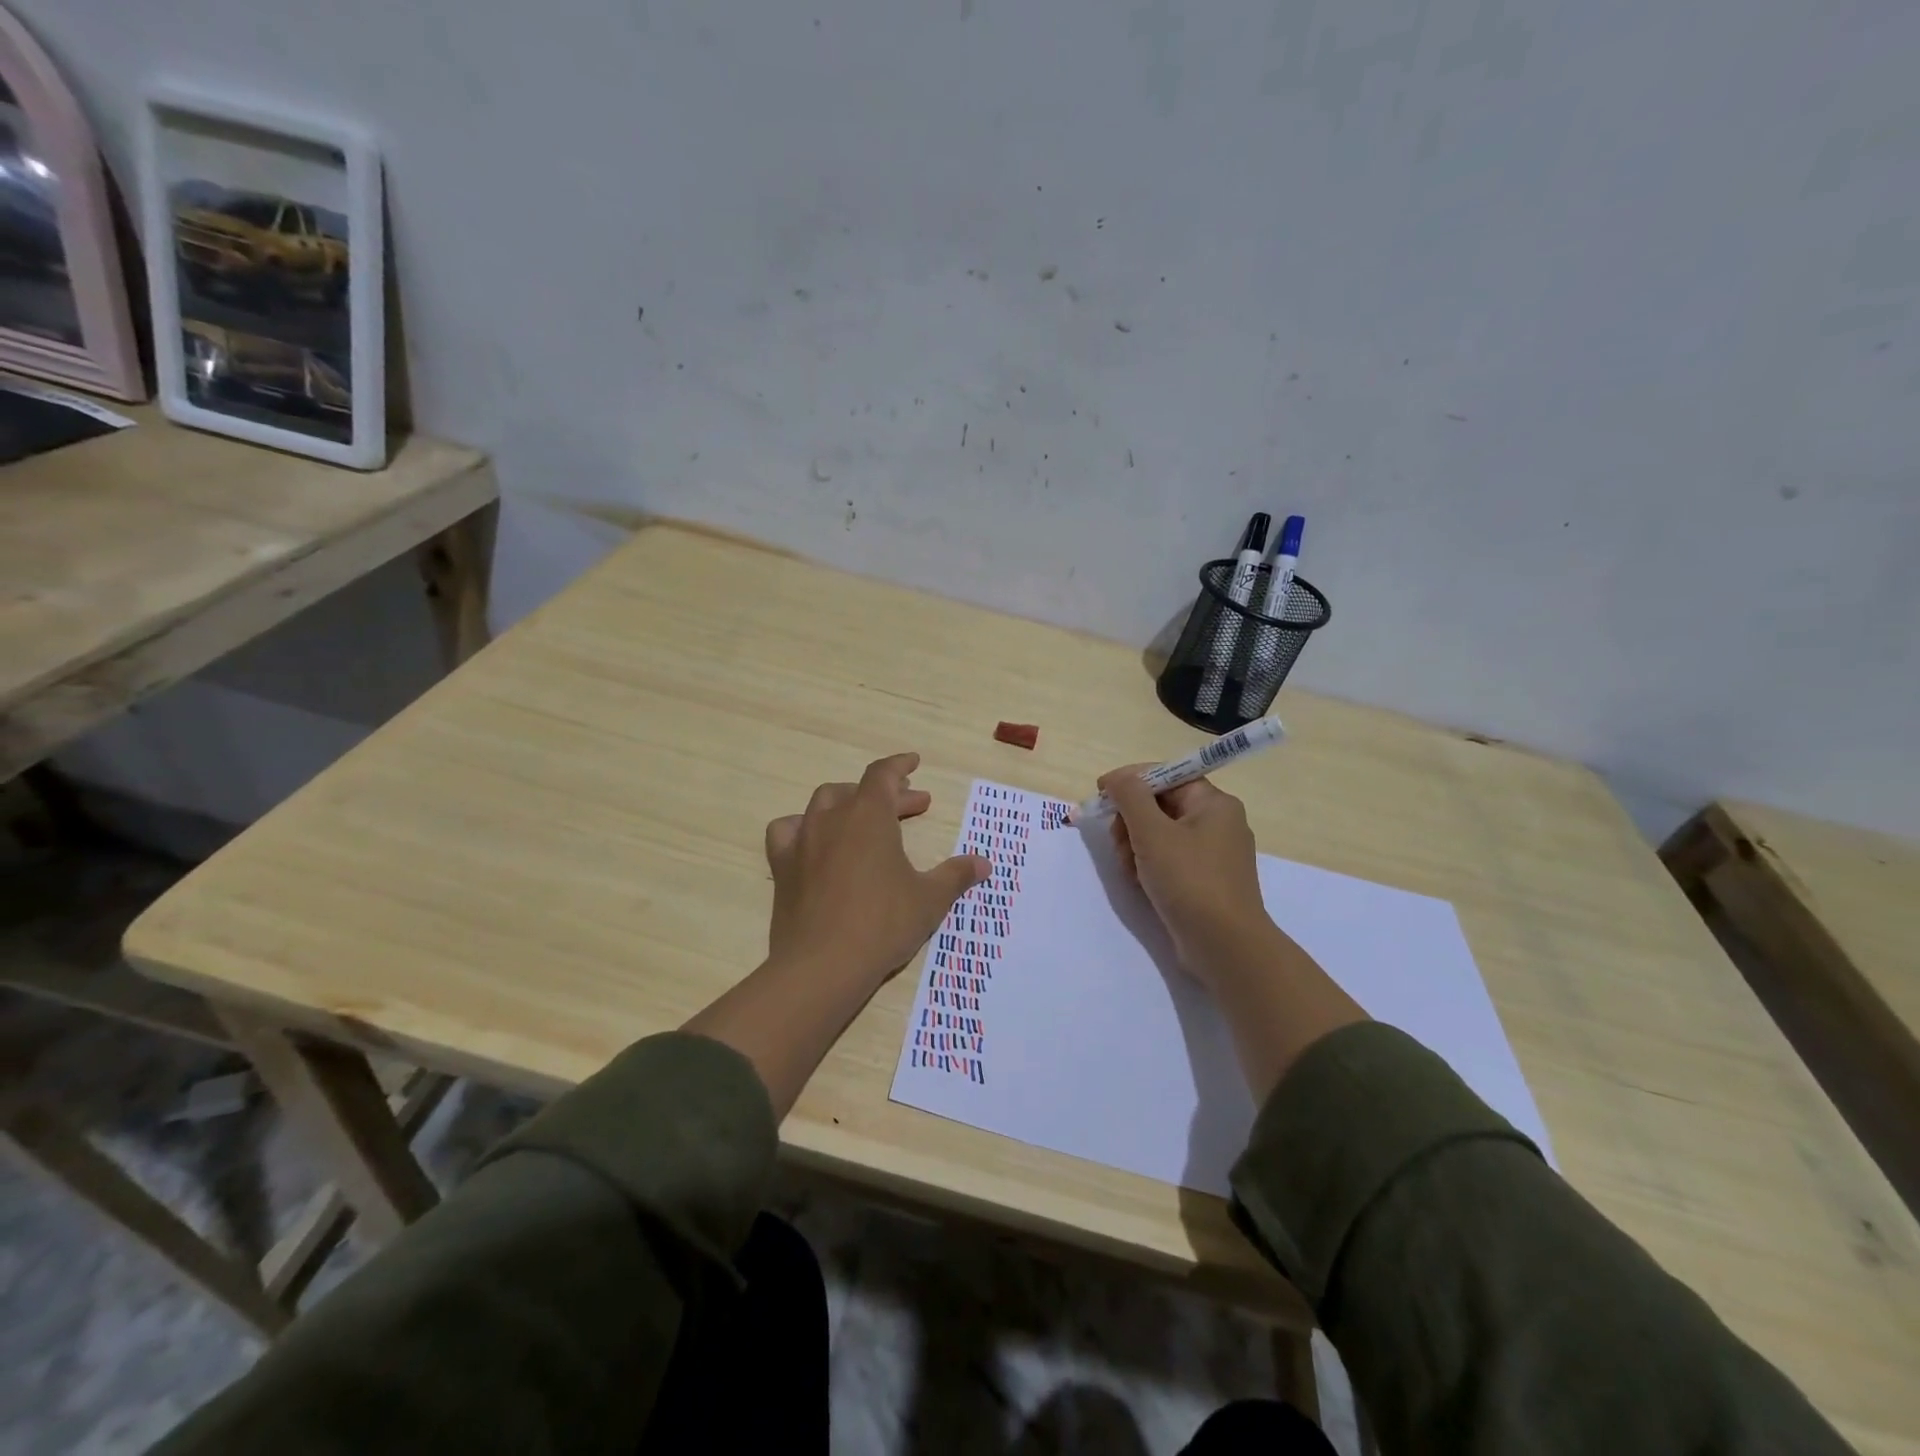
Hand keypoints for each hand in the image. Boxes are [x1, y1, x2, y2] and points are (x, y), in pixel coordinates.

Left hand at [764, 752, 990, 989]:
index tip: (914, 763)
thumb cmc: (883, 924)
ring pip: (823, 804)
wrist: (823, 965)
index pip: (883, 774)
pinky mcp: (783, 867)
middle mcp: (832, 819)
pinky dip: (803, 827)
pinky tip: (814, 842)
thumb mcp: (930, 899)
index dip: (900, 765)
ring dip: (847, 803)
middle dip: (888, 794)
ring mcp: (803, 841)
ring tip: (864, 819)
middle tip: (915, 806)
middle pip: (859, 791)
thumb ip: (956, 875)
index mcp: (869, 816)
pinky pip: (788, 831)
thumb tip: (984, 863)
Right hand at [1100, 765, 1274, 988]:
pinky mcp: (1205, 881)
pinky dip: (1149, 864)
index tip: (1101, 794)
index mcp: (1214, 803)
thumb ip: (1130, 797)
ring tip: (1128, 867)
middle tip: (1116, 839)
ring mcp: (1213, 854)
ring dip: (1135, 844)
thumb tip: (1116, 778)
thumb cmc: (1189, 880)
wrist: (1225, 946)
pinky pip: (1170, 859)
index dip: (1131, 781)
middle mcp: (1218, 823)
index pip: (1167, 776)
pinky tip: (1138, 881)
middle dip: (1131, 819)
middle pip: (1161, 805)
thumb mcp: (1152, 832)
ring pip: (1161, 834)